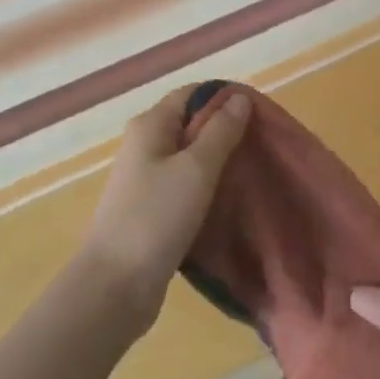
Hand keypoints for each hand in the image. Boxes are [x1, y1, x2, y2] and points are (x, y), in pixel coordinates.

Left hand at [78, 87, 250, 329]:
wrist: (115, 285)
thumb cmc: (156, 217)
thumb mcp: (196, 169)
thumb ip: (220, 132)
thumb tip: (239, 97)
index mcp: (150, 125)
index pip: (192, 94)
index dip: (225, 98)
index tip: (262, 115)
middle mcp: (144, 145)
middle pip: (191, 124)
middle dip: (226, 131)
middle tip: (264, 146)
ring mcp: (145, 179)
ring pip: (189, 157)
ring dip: (219, 162)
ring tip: (254, 172)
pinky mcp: (151, 209)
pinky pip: (185, 185)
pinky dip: (207, 187)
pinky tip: (231, 200)